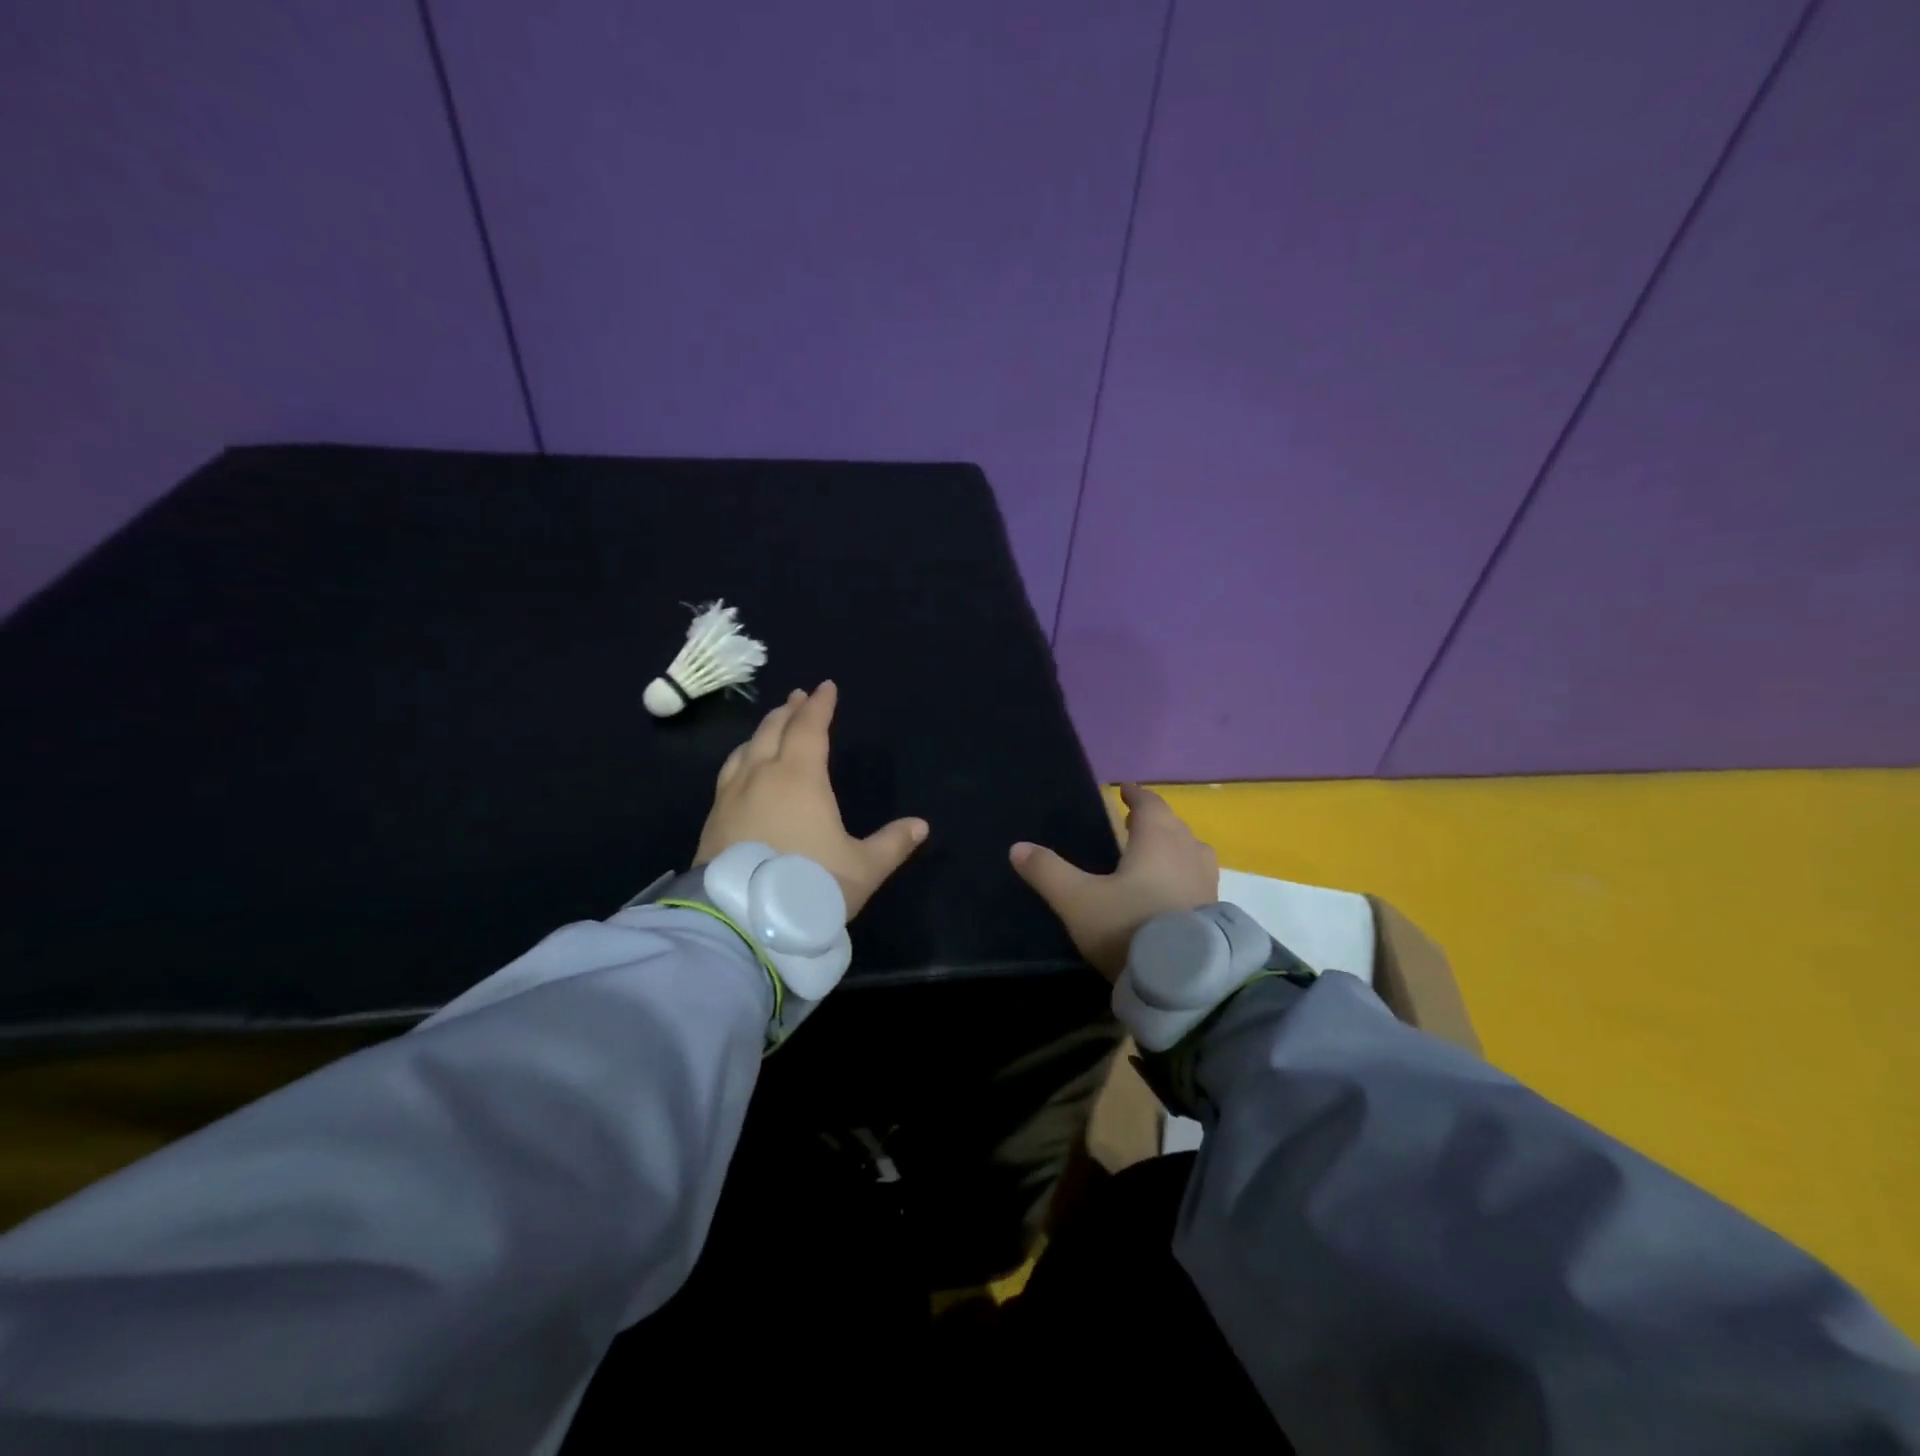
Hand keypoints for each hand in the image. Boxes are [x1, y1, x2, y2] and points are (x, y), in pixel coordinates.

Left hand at [695, 681, 928, 918]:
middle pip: (774, 730)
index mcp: (800, 777)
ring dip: (762, 732)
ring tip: (770, 728)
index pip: (810, 728)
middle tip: (797, 698)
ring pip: (746, 749)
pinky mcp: (713, 819)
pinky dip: (742, 759)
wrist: (742, 920)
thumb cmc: (809, 885)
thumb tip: (921, 826)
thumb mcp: (862, 868)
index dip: (820, 706)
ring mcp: (732, 796)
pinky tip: (742, 771)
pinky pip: (729, 774)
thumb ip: (892, 844)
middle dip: (789, 711)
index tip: (826, 687)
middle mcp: (762, 776)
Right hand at [1010, 784, 1217, 981]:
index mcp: (1157, 840)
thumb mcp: (1078, 900)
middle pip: (1173, 825)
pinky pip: (1198, 879)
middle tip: (1134, 821)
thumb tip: (1017, 847)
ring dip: (1174, 847)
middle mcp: (1188, 853)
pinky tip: (1172, 891)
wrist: (1185, 980)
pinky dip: (1184, 874)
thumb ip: (1048, 872)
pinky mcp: (1216, 912)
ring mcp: (1206, 883)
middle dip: (1154, 820)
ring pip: (1191, 851)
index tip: (1126, 790)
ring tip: (1155, 854)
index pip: (1150, 805)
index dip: (1137, 795)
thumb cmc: (1129, 926)